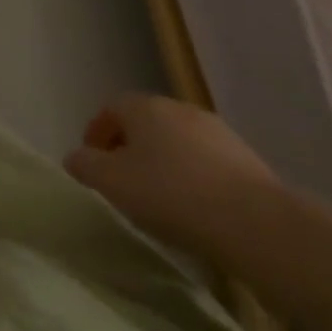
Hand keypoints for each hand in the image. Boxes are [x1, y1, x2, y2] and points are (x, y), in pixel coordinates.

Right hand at [64, 94, 282, 258]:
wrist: (255, 223)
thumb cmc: (170, 194)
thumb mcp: (110, 182)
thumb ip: (85, 165)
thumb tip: (76, 157)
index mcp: (144, 107)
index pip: (111, 108)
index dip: (97, 133)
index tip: (93, 164)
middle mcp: (179, 109)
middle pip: (145, 122)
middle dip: (131, 147)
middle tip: (123, 181)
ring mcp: (217, 132)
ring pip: (178, 142)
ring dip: (164, 163)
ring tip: (161, 200)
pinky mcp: (247, 160)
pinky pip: (207, 163)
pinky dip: (194, 178)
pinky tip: (196, 209)